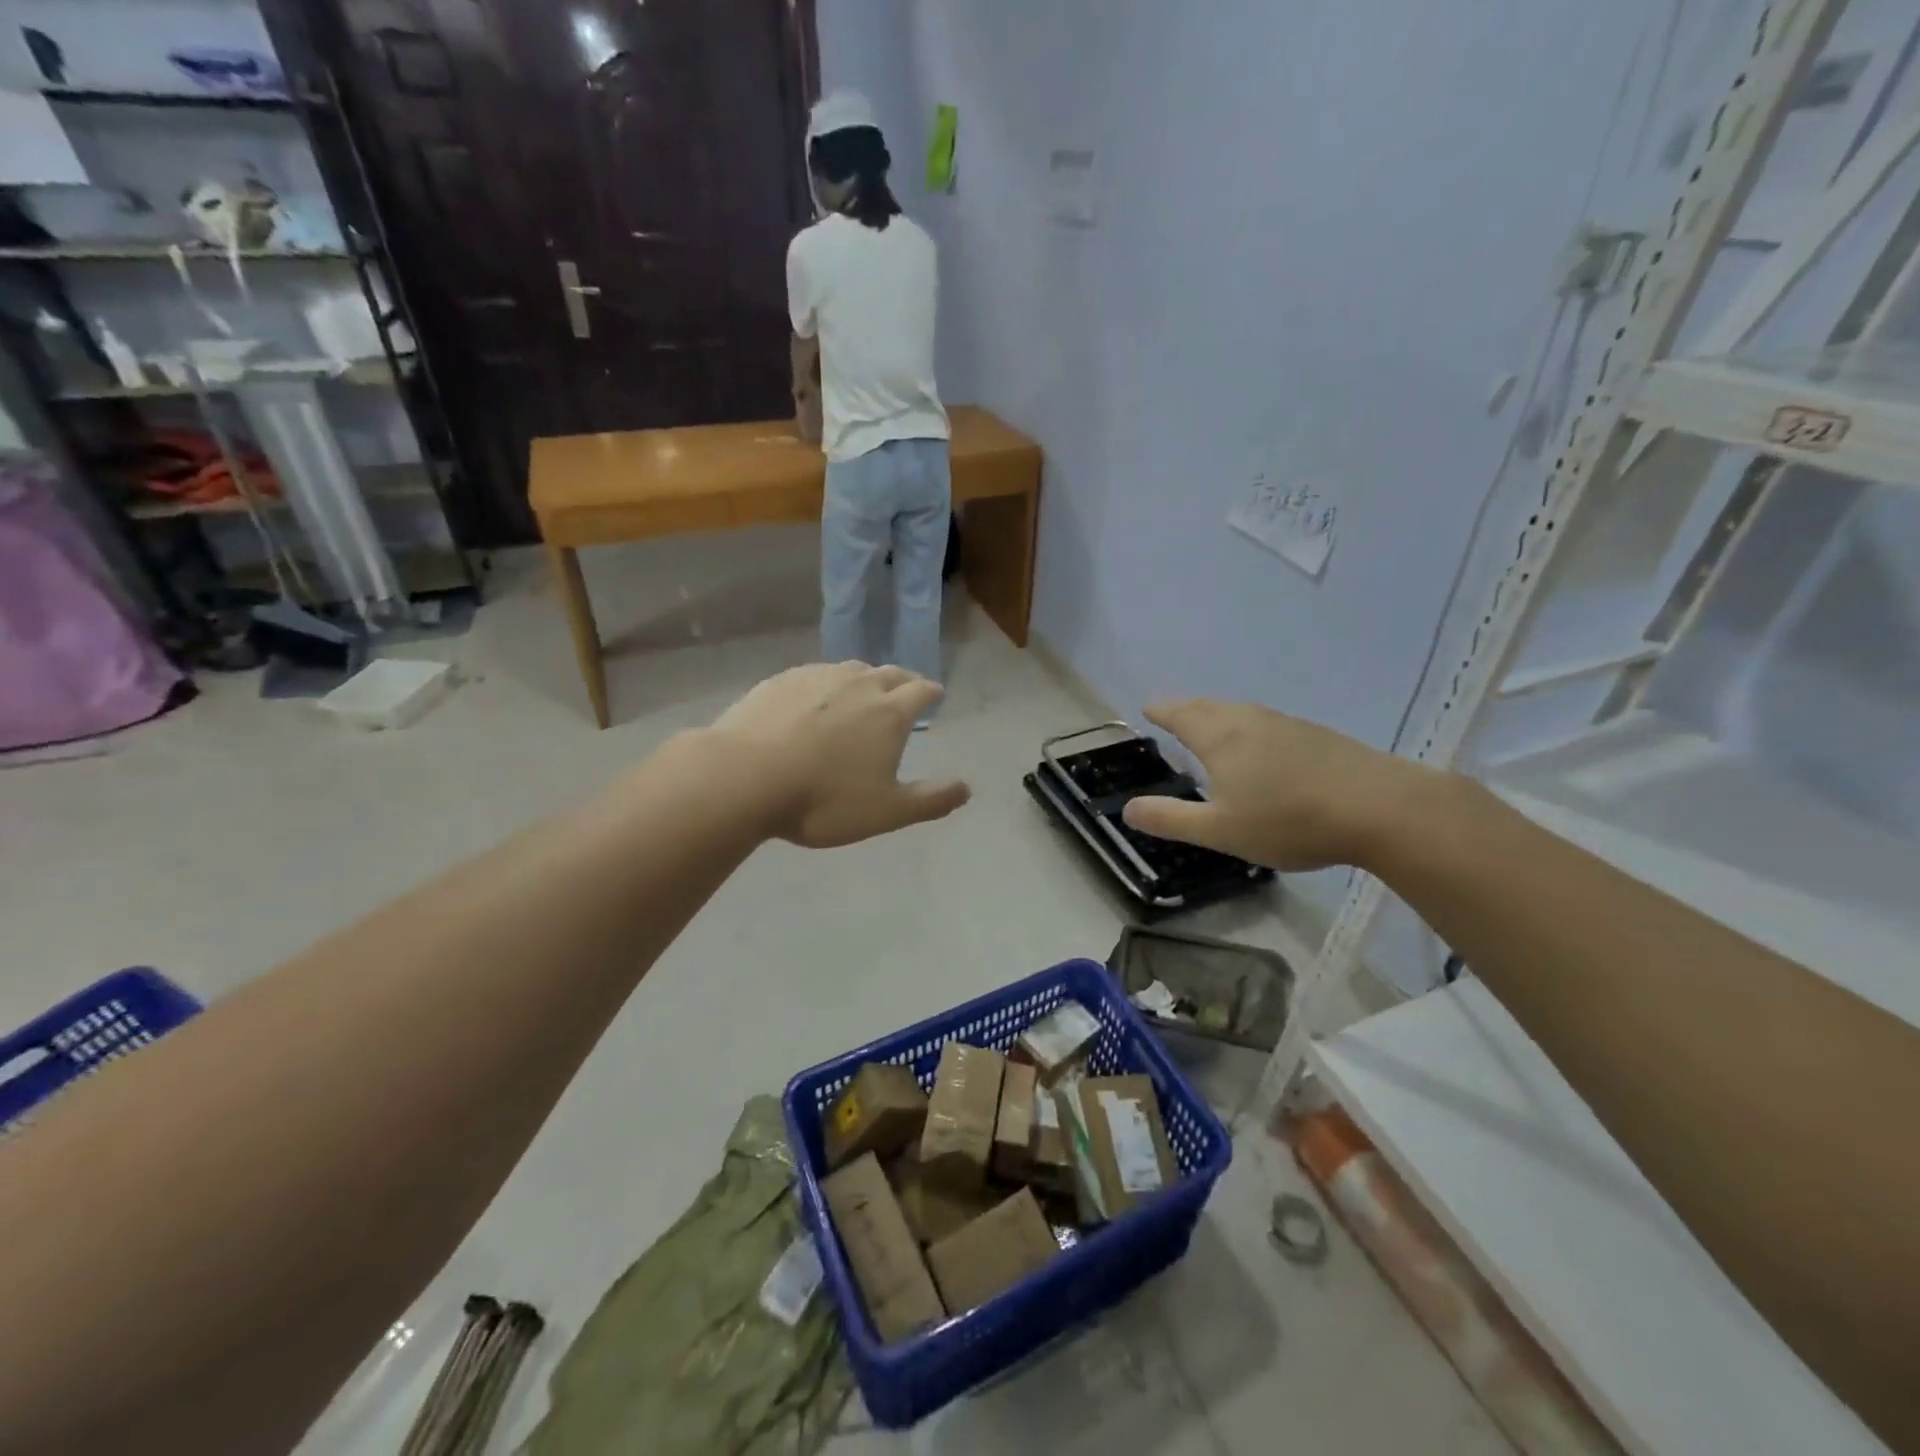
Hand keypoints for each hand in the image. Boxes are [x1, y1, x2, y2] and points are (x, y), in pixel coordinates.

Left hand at [710, 663, 969, 847]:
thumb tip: (967, 788)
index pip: (921, 690)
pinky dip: (825, 684)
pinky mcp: (780, 680)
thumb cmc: (823, 799)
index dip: (932, 692)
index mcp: (889, 712)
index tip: (936, 695)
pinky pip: (814, 675)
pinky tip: (814, 700)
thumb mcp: (887, 812)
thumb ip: (931, 800)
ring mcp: (816, 677)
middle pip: (890, 673)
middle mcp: (858, 684)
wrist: (744, 777)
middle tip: (905, 691)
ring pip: (851, 670)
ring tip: (862, 693)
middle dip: (903, 681)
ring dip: (865, 679)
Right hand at [1121, 700, 1438, 871]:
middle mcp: (1249, 720)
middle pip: (1209, 706)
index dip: (1161, 711)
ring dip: (1218, 714)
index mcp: (1220, 737)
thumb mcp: (1220, 830)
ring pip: (1241, 711)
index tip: (1148, 708)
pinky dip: (1248, 726)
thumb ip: (1170, 819)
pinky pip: (1267, 722)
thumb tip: (1127, 808)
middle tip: (1173, 713)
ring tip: (1211, 725)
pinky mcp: (1317, 736)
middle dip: (1186, 708)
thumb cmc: (1288, 820)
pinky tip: (1261, 745)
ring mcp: (1287, 725)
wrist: (1379, 808)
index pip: (1180, 714)